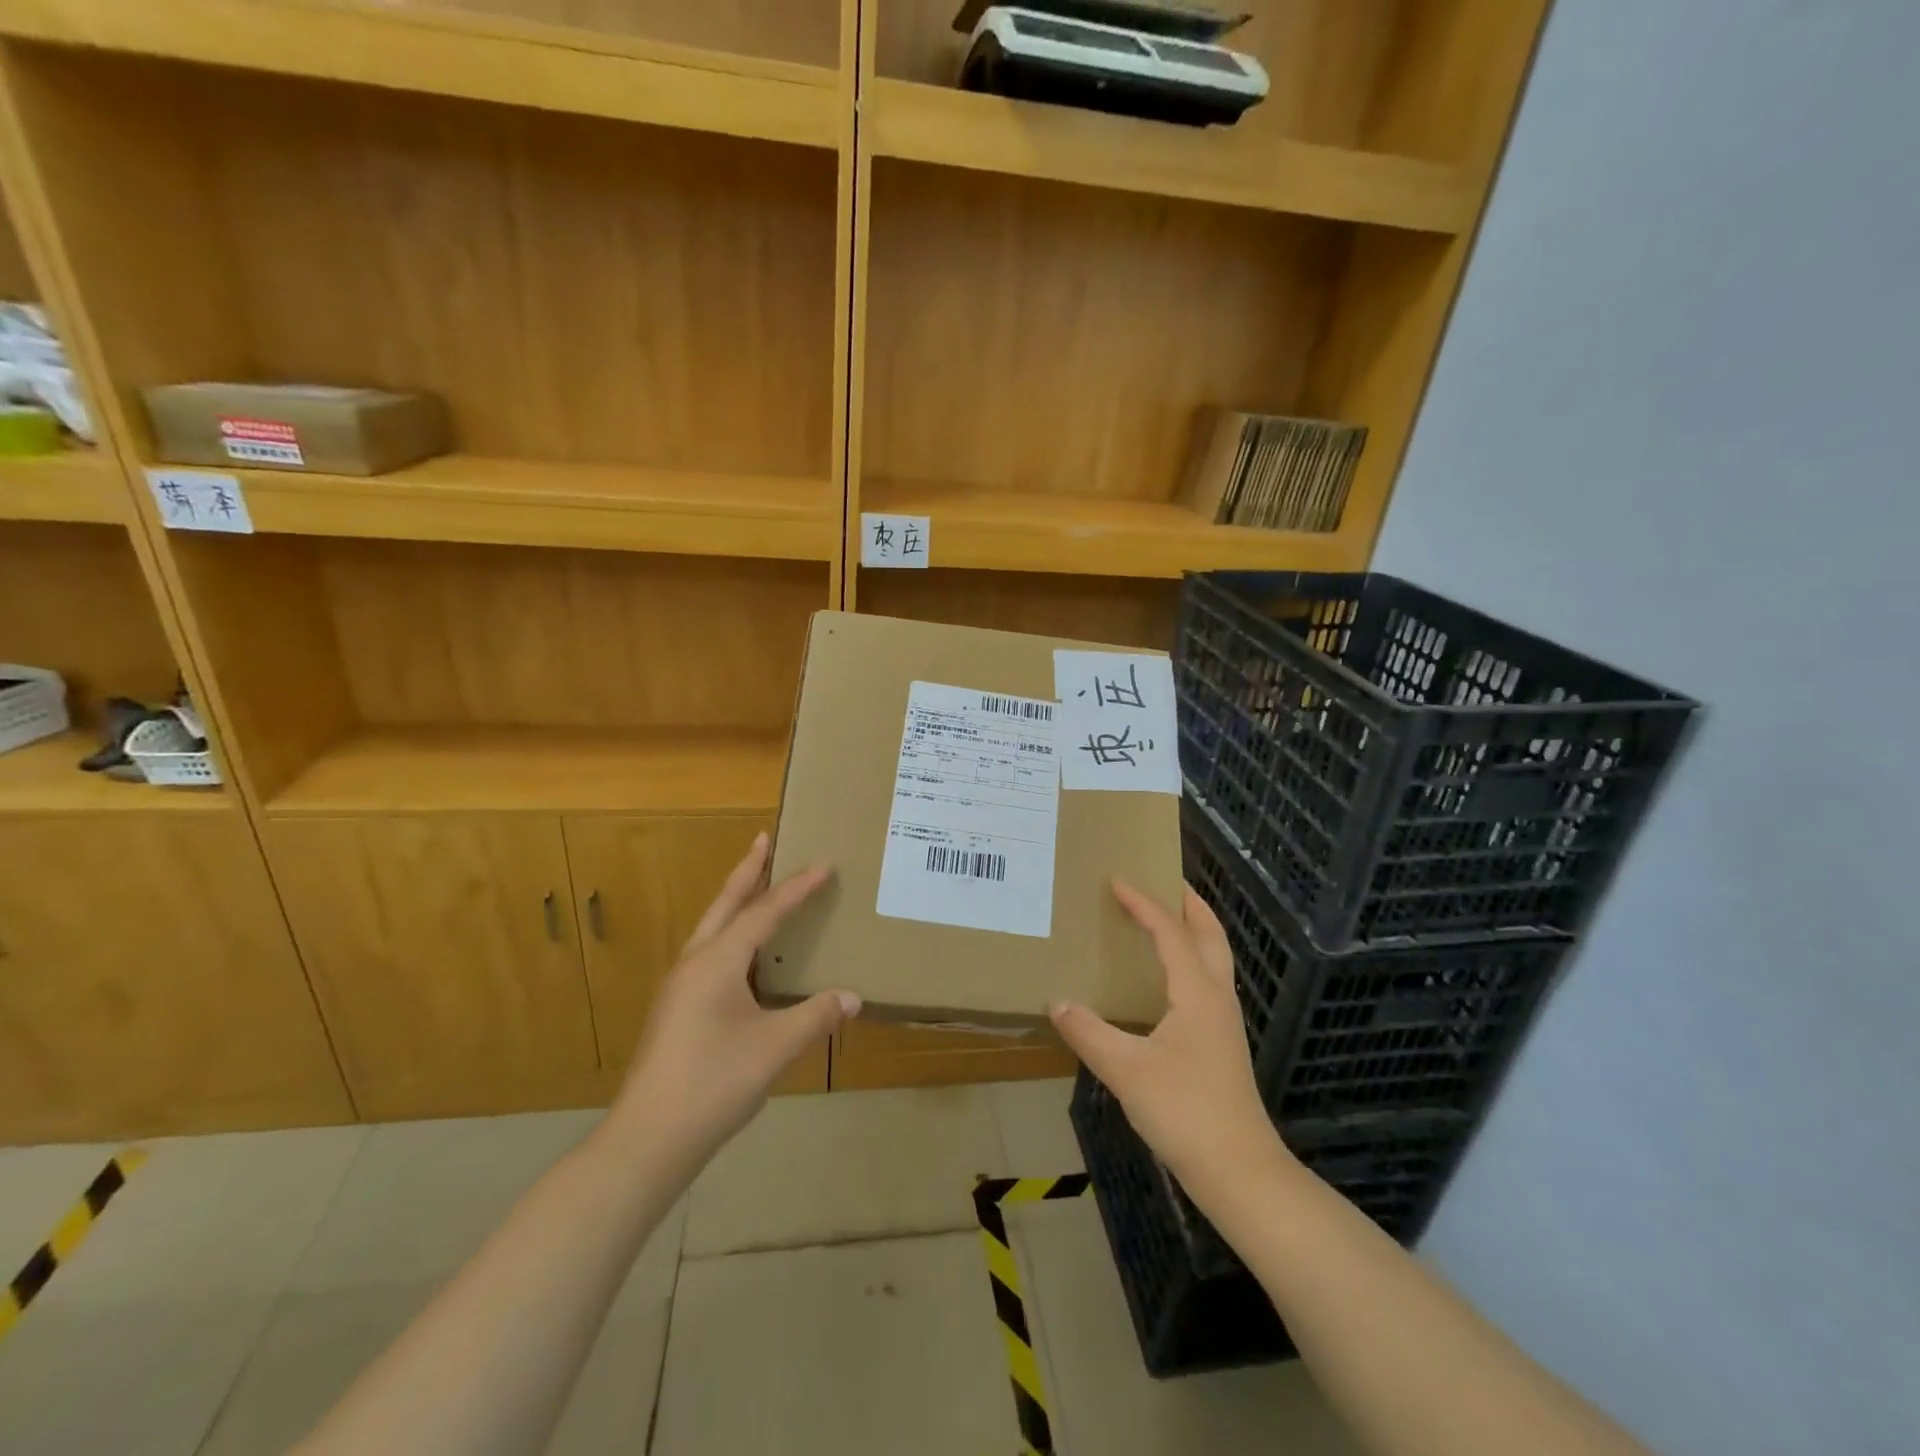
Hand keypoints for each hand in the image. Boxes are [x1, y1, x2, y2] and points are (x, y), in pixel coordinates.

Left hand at [608, 833, 858, 1170]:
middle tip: (764, 840)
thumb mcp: (775, 1047)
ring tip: (756, 886)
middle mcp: (694, 963)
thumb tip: (853, 998)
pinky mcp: (676, 1010)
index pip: (764, 913)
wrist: (648, 1140)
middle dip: (747, 871)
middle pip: (725, 905)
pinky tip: (744, 956)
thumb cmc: (714, 1083)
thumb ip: (816, 1017)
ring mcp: (680, 988)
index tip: (823, 865)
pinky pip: (709, 954)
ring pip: (712, 928)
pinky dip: (730, 935)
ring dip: (735, 902)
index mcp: (717, 962)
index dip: (796, 888)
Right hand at [1049, 881, 1286, 1196]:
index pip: (1170, 932)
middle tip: (1164, 880)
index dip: (1144, 904)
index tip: (1117, 881)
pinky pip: (1208, 982)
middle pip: (1210, 935)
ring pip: (1214, 959)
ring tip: (1165, 920)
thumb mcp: (1126, 1069)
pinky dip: (1191, 960)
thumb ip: (1088, 1032)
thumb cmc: (1185, 1111)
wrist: (1240, 1171)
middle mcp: (1216, 997)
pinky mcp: (1221, 1044)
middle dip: (1189, 904)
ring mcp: (1223, 1022)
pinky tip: (1167, 981)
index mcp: (1197, 992)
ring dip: (1193, 931)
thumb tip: (1056, 1002)